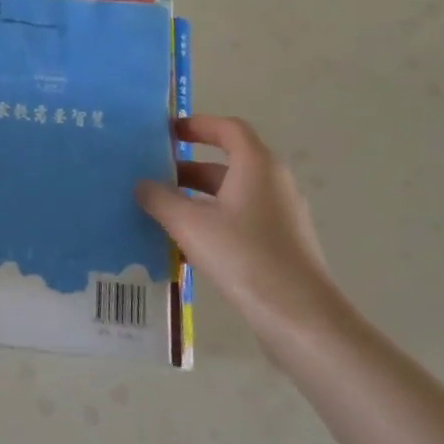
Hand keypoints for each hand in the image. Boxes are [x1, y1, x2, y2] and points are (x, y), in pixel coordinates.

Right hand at [135, 115, 349, 361]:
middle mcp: (273, 182)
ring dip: (199, 196)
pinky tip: (188, 245)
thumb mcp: (190, 225)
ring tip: (164, 211)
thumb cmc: (245, 257)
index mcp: (257, 165)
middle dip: (189, 166)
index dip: (198, 125)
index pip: (228, 128)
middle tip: (154, 175)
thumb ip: (160, 199)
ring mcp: (281, 215)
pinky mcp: (282, 244)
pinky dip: (214, 220)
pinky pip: (242, 219)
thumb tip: (142, 184)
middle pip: (229, 162)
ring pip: (233, 193)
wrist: (301, 318)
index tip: (167, 132)